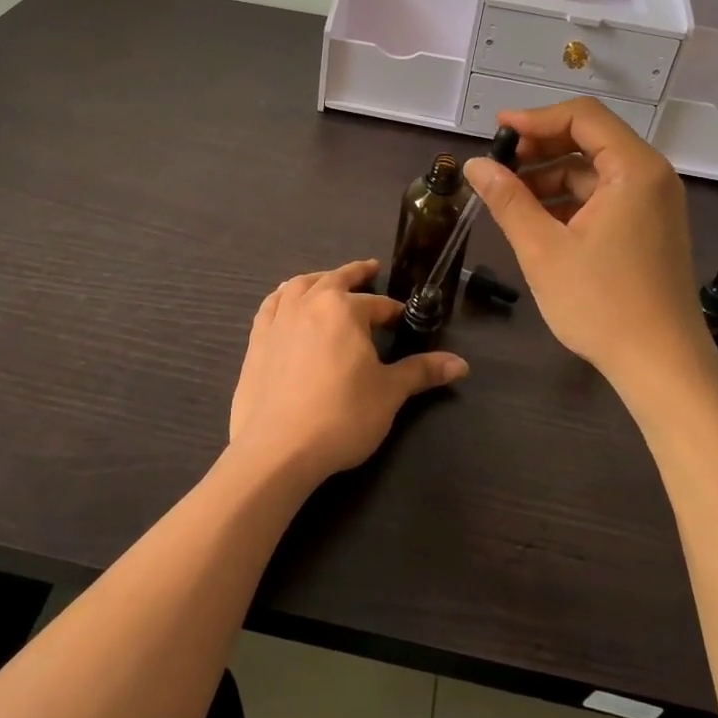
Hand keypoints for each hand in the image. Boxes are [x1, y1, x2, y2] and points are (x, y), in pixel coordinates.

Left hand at [228, 260, 467, 485]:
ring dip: (317, 279)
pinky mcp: (256, 341)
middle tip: (370, 268)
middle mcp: (309, 304)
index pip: (377, 304)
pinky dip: (282, 297)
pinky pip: (270, 306)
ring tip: (327, 281)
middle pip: (335, 279)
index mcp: (343, 309)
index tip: (404, 320)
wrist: (277, 449)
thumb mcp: (389, 393)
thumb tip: (461, 365)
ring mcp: (278, 320)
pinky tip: (284, 303)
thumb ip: (421, 372)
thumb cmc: (342, 416)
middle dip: (356, 273)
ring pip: (298, 286)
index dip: (394, 312)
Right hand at [464, 99, 717, 413]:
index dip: (536, 118)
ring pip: (595, 171)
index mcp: (634, 169)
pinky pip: (606, 196)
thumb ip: (507, 199)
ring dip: (552, 176)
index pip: (583, 117)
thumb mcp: (543, 249)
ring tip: (510, 198)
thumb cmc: (602, 303)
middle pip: (590, 139)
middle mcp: (651, 177)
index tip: (497, 132)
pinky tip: (538, 221)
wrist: (662, 366)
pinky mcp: (650, 228)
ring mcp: (654, 204)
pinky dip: (570, 200)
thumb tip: (475, 164)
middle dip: (541, 148)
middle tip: (499, 166)